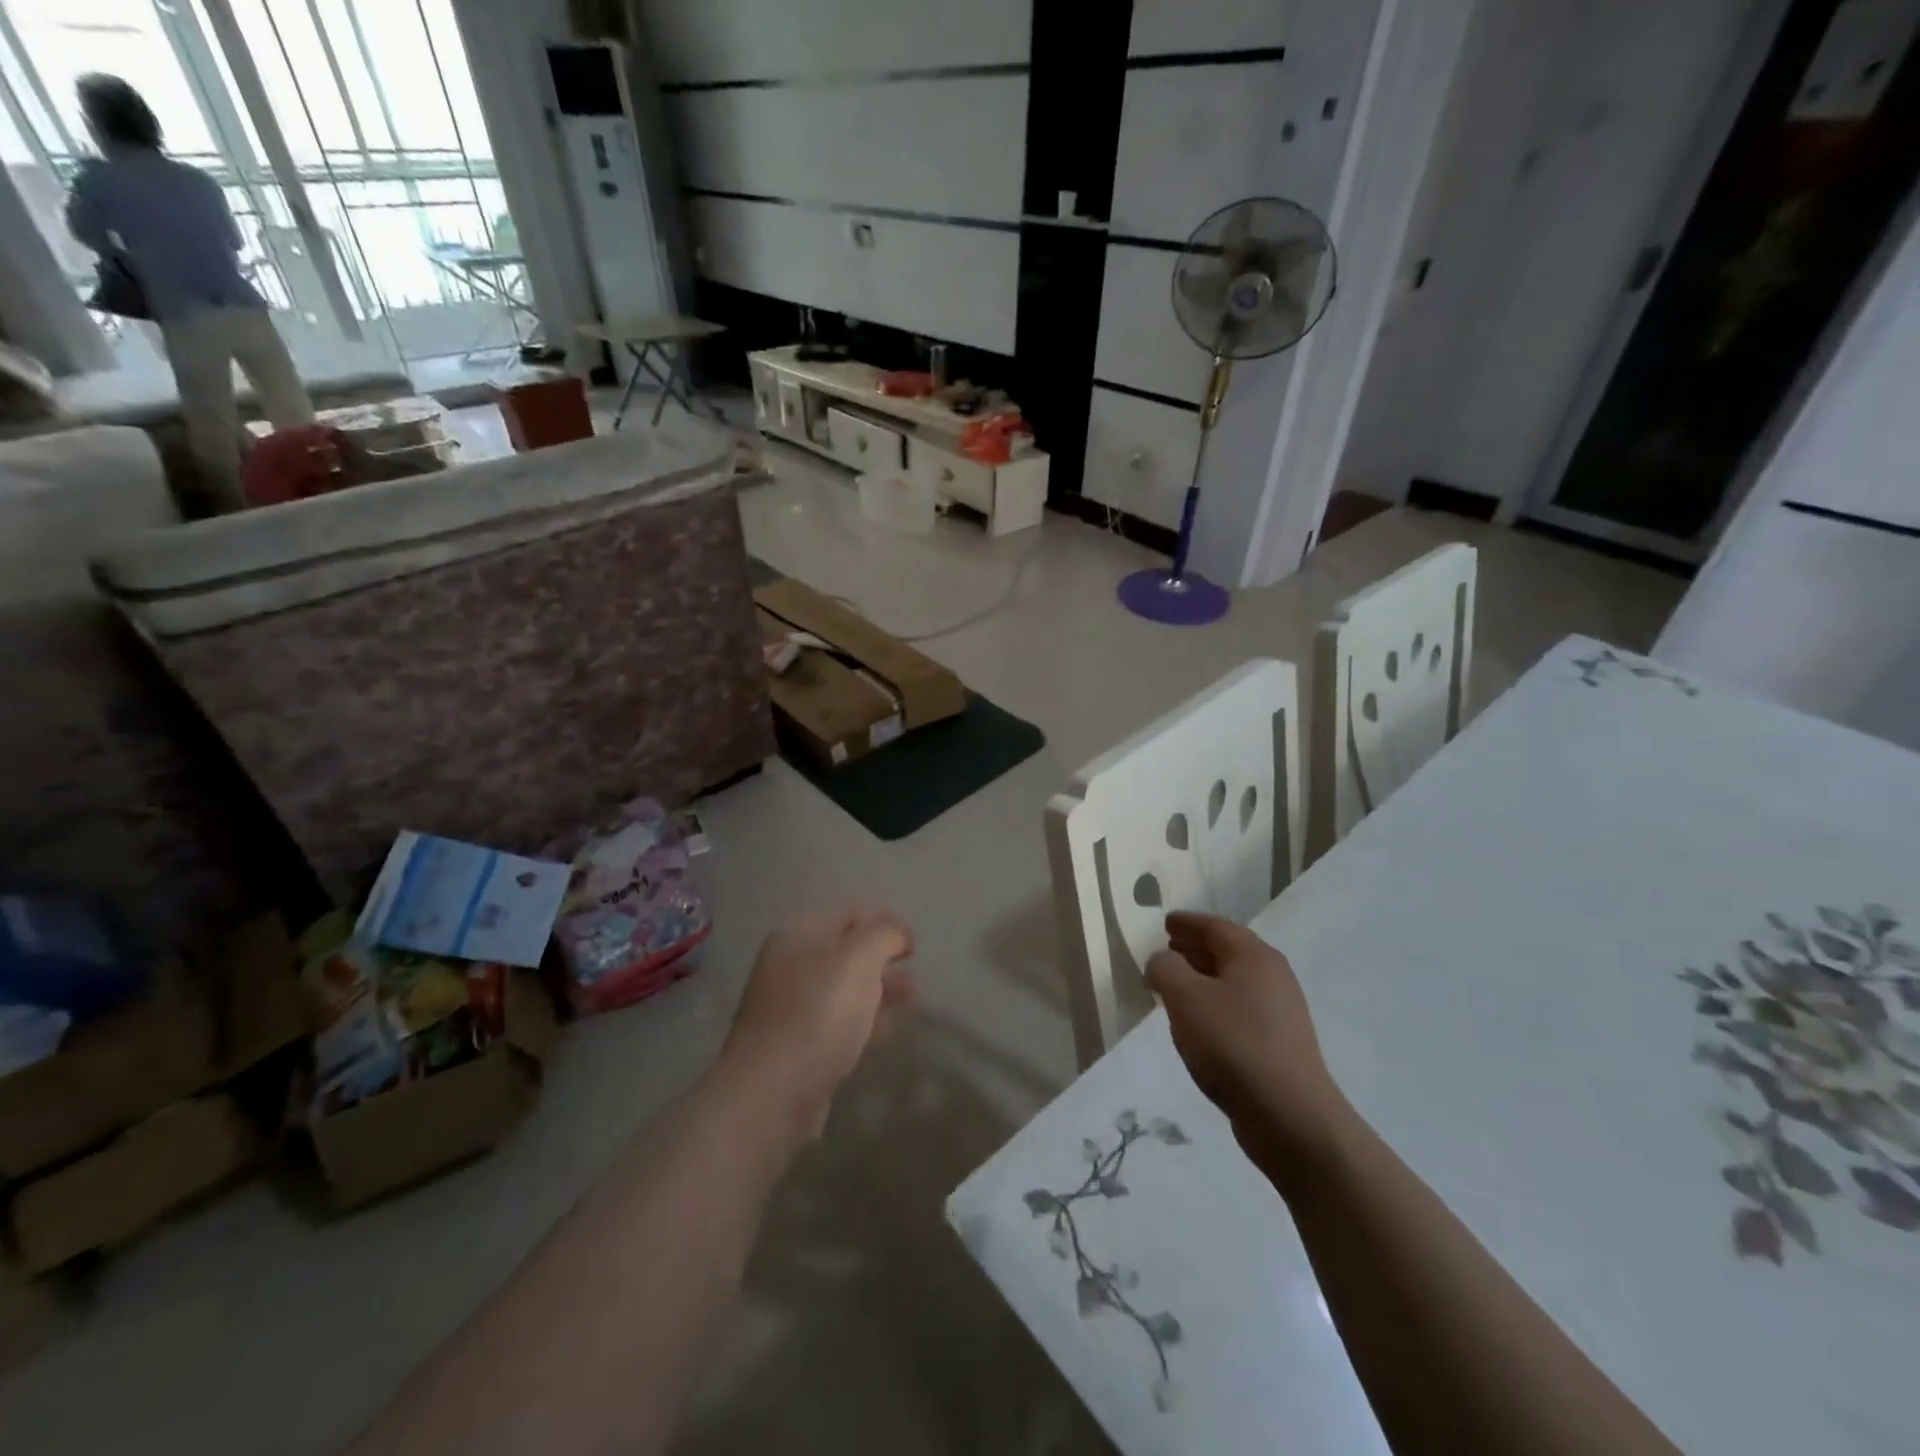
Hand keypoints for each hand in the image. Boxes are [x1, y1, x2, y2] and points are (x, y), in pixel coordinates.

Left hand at [720, 908, 915, 1137]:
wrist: (772, 1092)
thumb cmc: (819, 1011)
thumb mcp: (859, 957)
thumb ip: (884, 935)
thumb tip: (897, 933)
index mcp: (797, 935)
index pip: (847, 914)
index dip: (882, 921)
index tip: (912, 941)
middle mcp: (790, 966)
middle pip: (845, 951)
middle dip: (881, 957)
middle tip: (913, 966)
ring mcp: (792, 1009)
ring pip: (844, 989)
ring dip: (878, 989)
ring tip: (911, 996)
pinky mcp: (799, 1047)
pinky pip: (838, 1023)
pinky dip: (863, 1021)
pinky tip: (884, 1031)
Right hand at [1146, 913, 1350, 1187]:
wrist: (1289, 1116)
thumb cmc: (1233, 1044)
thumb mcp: (1185, 998)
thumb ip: (1165, 969)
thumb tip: (1162, 960)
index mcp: (1254, 956)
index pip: (1215, 926)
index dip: (1187, 923)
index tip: (1166, 922)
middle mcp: (1273, 976)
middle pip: (1228, 951)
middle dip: (1195, 948)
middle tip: (1167, 949)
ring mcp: (1280, 1011)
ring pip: (1234, 981)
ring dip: (1203, 977)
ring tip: (1175, 984)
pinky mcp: (1279, 1043)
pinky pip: (1240, 1008)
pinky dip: (1215, 1003)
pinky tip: (1197, 1021)